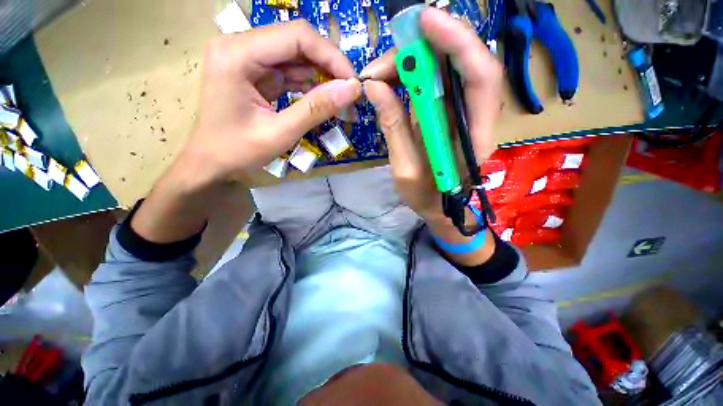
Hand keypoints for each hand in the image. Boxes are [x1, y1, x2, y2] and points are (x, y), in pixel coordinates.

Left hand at [181, 20, 361, 185]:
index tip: (352, 82)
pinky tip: (322, 101)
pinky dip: (308, 86)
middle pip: (296, 43)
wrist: (212, 163)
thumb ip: (317, 109)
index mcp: (237, 54)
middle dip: (327, 67)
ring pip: (295, 57)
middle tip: (349, 93)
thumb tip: (352, 89)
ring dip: (321, 78)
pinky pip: (288, 72)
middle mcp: (239, 46)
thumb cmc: (238, 151)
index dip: (331, 56)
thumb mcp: (281, 133)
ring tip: (340, 101)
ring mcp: (246, 58)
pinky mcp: (254, 73)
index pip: (295, 36)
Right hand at [360, 7, 501, 225]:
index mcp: (474, 137)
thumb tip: (375, 88)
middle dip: (428, 46)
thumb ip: (393, 127)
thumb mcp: (404, 169)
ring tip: (381, 73)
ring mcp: (462, 112)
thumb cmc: (425, 196)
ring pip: (447, 68)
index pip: (479, 76)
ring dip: (414, 61)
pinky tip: (391, 80)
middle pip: (465, 62)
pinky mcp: (448, 112)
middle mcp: (477, 117)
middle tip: (388, 56)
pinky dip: (412, 75)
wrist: (438, 207)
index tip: (424, 22)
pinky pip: (434, 83)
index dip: (457, 43)